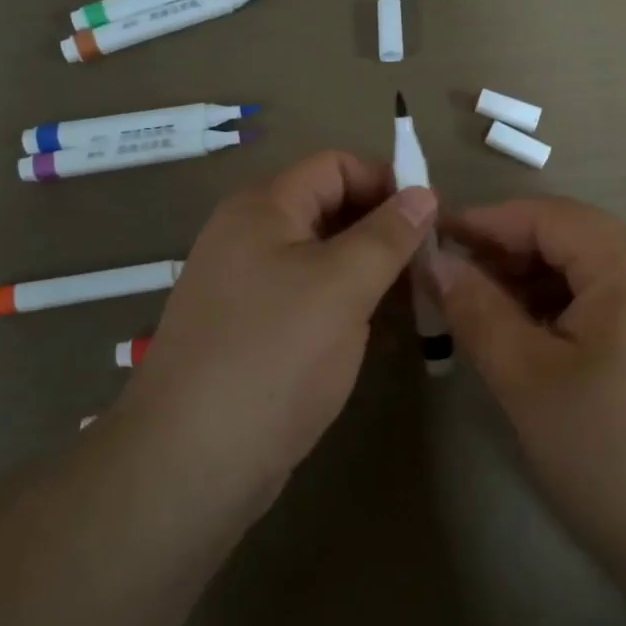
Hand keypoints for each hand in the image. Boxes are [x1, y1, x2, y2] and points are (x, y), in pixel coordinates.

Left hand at [129, 150, 436, 499]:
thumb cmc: (274, 355)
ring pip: (322, 257)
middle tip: (431, 263)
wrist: (192, 460)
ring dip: (370, 269)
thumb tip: (425, 192)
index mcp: (263, 208)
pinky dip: (346, 303)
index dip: (386, 181)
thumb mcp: (343, 285)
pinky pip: (308, 297)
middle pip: (328, 209)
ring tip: (417, 297)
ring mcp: (247, 286)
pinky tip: (380, 330)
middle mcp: (249, 236)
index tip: (433, 218)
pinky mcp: (252, 330)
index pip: (335, 166)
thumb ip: (388, 234)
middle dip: (383, 228)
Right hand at [429, 198, 625, 598]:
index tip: (428, 240)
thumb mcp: (526, 378)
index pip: (544, 216)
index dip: (482, 223)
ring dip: (530, 283)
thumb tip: (433, 261)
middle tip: (447, 284)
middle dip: (505, 255)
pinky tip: (529, 338)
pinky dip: (562, 308)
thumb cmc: (610, 455)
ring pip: (586, 270)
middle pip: (568, 238)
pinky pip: (608, 300)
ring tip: (479, 313)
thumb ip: (475, 308)